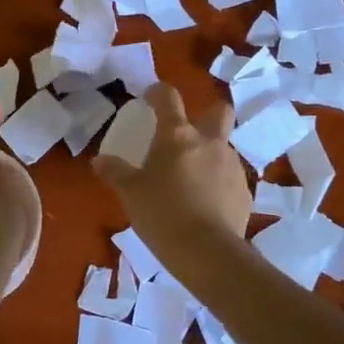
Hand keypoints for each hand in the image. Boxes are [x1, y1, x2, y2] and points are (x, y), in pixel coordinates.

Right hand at [93, 82, 249, 270]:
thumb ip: (115, 172)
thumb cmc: (162, 214)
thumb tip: (99, 160)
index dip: (158, 93)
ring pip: (224, 148)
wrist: (206, 251)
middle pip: (218, 111)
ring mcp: (232, 165)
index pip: (169, 98)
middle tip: (188, 134)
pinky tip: (206, 204)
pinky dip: (218, 184)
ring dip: (210, 155)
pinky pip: (230, 178)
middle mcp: (210, 142)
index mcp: (177, 136)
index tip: (150, 98)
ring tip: (192, 180)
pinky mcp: (244, 191)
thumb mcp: (130, 193)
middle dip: (206, 115)